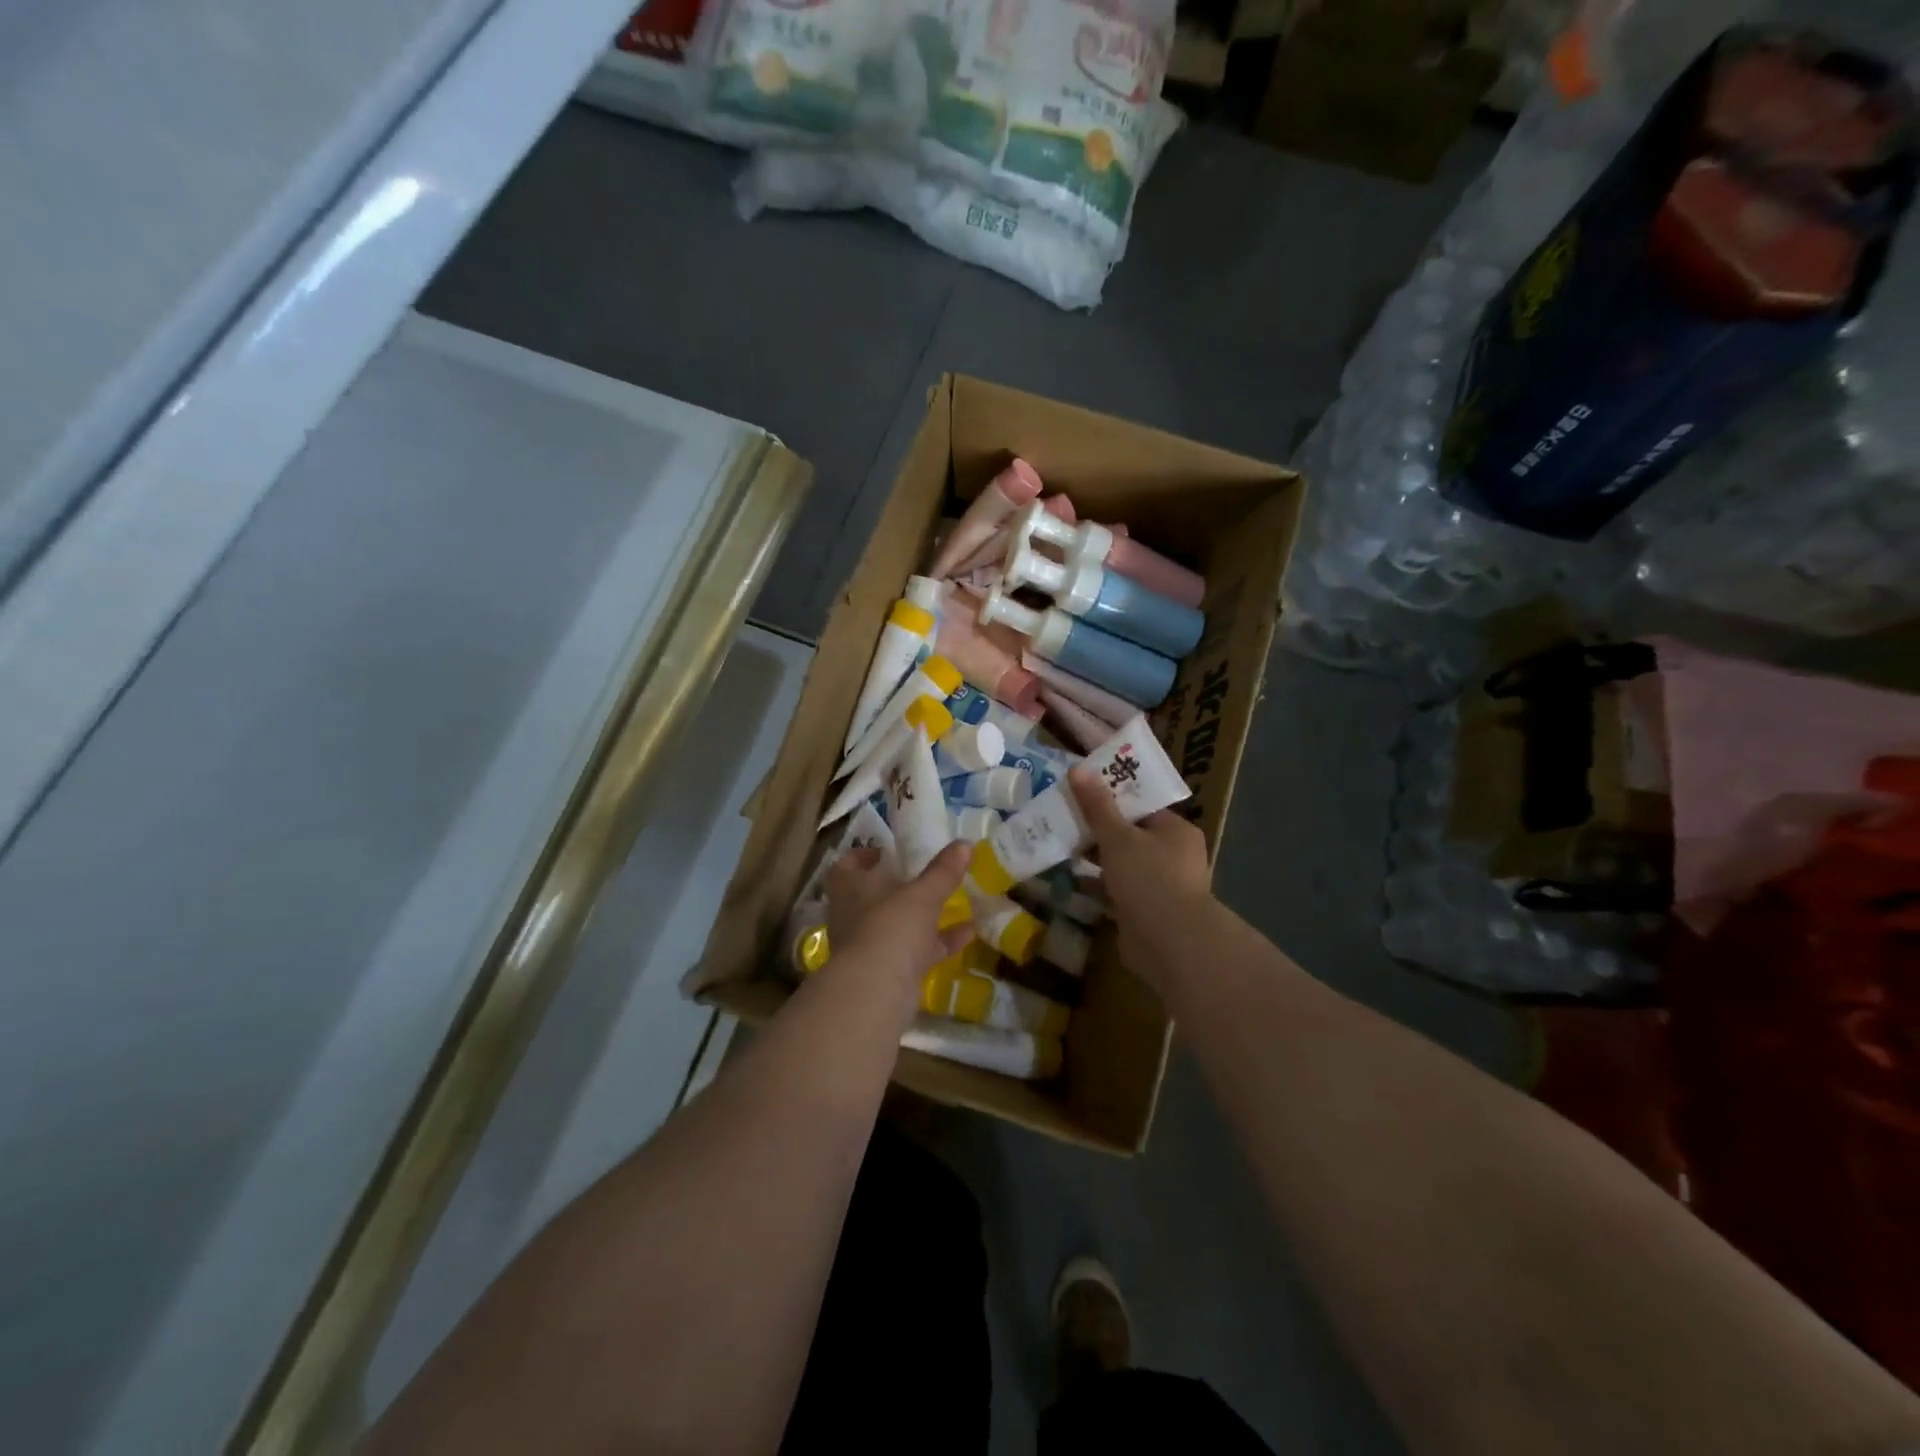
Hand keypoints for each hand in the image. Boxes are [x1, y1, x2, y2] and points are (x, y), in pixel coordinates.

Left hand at [823, 842, 971, 1013]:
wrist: (877, 991)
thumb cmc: (891, 926)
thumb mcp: (922, 894)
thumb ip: (942, 871)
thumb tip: (965, 843)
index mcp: (850, 889)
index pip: (846, 866)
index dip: (863, 857)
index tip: (886, 851)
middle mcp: (854, 915)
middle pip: (872, 896)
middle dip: (897, 886)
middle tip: (924, 875)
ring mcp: (870, 946)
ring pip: (896, 925)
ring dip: (921, 915)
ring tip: (952, 900)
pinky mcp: (889, 971)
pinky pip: (916, 950)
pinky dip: (940, 941)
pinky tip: (969, 932)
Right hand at [1068, 767, 1211, 992]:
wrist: (1170, 944)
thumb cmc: (1149, 879)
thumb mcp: (1118, 837)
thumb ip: (1097, 806)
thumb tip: (1077, 769)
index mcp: (1175, 830)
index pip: (1141, 805)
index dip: (1111, 795)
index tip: (1080, 789)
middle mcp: (1173, 855)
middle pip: (1129, 833)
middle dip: (1097, 828)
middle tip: (1063, 814)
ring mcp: (1160, 885)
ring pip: (1121, 863)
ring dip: (1094, 857)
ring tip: (1060, 843)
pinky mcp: (1145, 911)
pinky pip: (1116, 890)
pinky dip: (1096, 885)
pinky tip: (1068, 878)